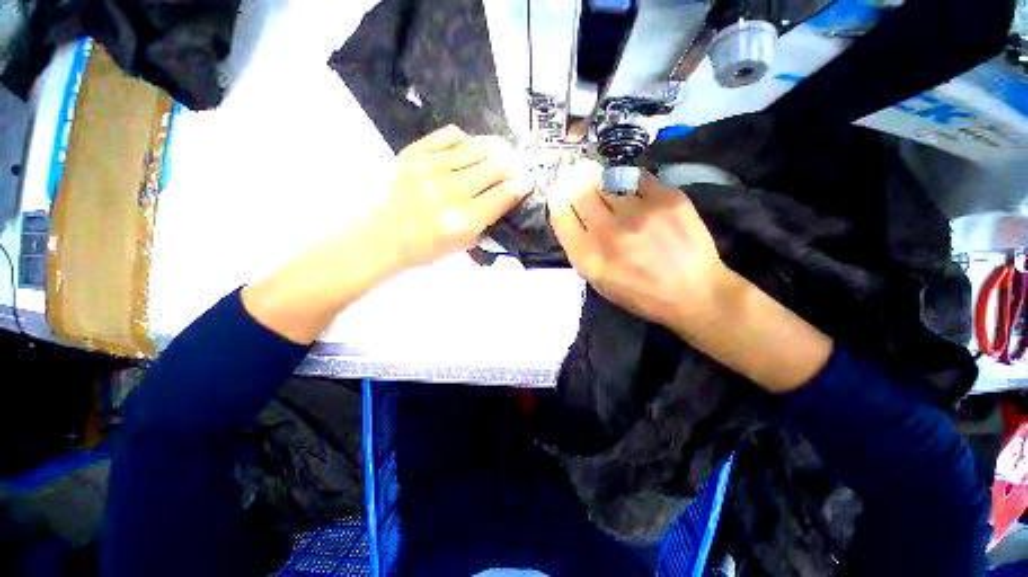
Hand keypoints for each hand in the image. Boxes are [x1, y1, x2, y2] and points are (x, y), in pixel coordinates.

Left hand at [373, 125, 532, 269]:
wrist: (386, 236)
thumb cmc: (429, 247)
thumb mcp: (466, 243)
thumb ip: (489, 219)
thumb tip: (509, 191)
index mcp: (463, 220)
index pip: (504, 194)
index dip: (522, 184)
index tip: (528, 180)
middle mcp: (449, 191)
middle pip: (496, 166)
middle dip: (512, 166)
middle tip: (515, 167)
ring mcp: (430, 168)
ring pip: (478, 146)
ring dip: (496, 149)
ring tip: (501, 153)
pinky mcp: (415, 153)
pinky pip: (452, 135)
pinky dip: (467, 142)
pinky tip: (469, 151)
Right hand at [547, 160, 727, 331]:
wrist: (694, 292)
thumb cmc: (640, 293)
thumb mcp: (599, 281)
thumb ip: (580, 249)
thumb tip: (572, 213)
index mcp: (589, 258)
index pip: (561, 215)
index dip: (557, 199)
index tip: (560, 193)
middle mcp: (609, 233)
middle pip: (580, 192)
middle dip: (575, 183)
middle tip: (578, 178)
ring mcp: (639, 214)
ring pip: (606, 180)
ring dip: (600, 180)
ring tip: (603, 182)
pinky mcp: (667, 199)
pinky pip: (636, 176)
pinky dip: (628, 180)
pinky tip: (630, 187)